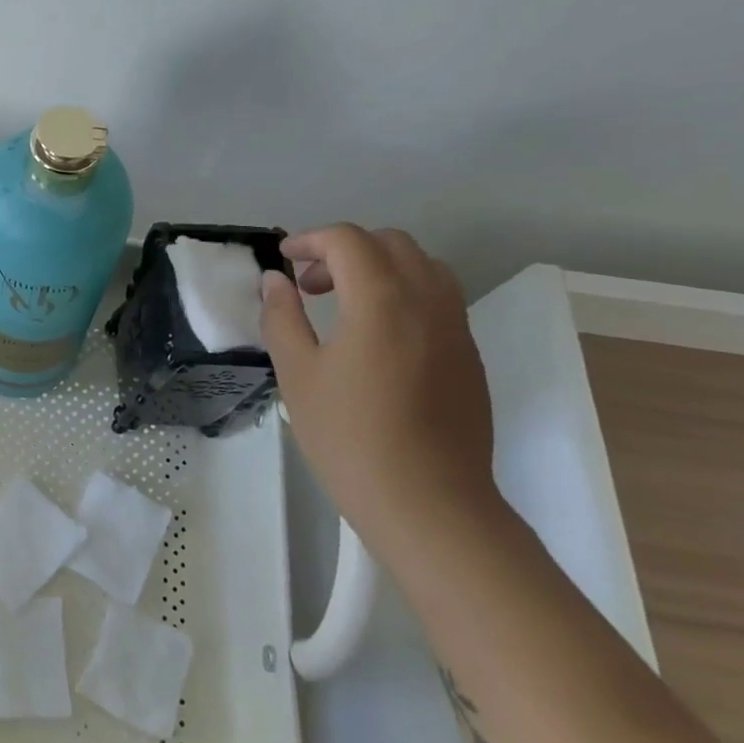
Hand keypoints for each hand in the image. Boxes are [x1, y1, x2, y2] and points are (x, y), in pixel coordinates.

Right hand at [260, 224, 500, 550]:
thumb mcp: (297, 374)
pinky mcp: (468, 354)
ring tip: (343, 303)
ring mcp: (456, 327)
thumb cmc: (349, 437)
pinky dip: (402, 292)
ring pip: (422, 266)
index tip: (283, 261)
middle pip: (390, 243)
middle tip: (309, 283)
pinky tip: (375, 335)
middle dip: (344, 250)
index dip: (310, 240)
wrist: (428, 502)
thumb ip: (281, 317)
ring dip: (378, 267)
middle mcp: (427, 301)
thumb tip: (274, 280)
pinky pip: (438, 297)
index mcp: (382, 300)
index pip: (348, 240)